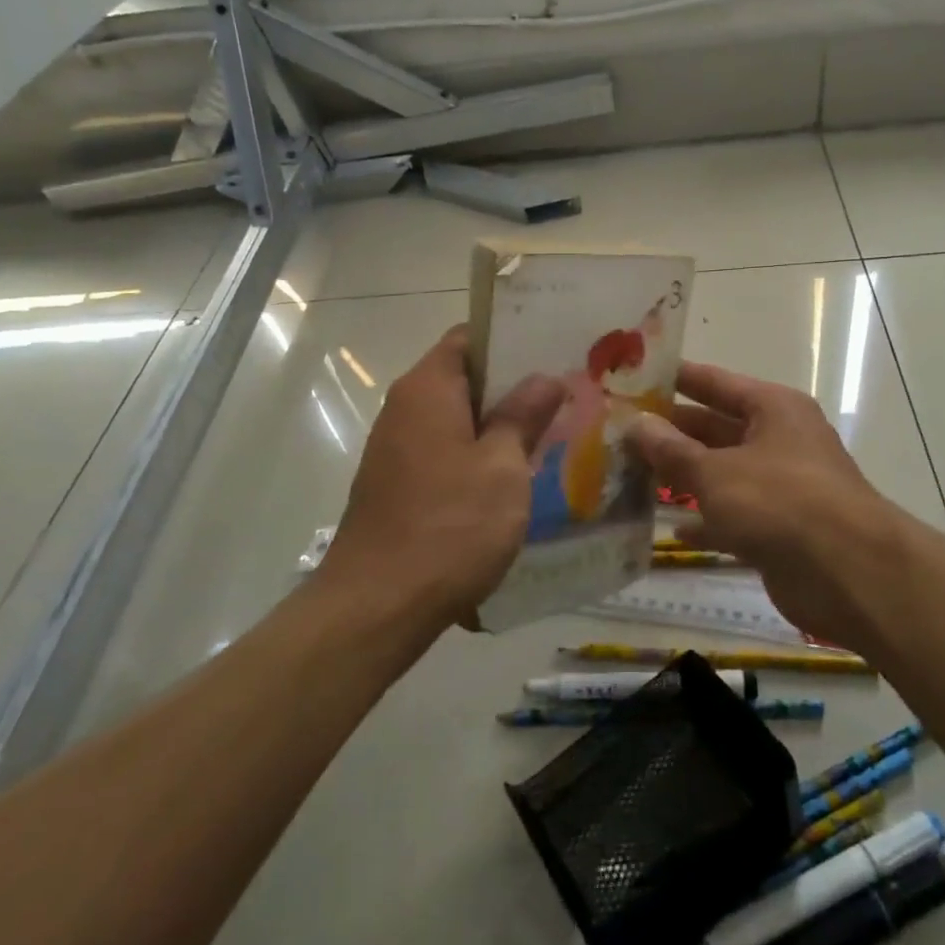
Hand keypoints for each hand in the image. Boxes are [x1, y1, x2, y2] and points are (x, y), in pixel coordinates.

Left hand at [317, 327, 564, 635]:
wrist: (377, 607)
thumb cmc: (449, 526)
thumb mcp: (502, 467)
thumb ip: (523, 416)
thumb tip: (544, 378)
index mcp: (427, 388)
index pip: (469, 337)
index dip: (511, 337)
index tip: (554, 348)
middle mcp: (405, 408)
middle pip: (464, 377)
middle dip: (513, 384)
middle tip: (567, 392)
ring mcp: (397, 448)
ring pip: (457, 418)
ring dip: (499, 423)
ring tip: (552, 431)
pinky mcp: (398, 485)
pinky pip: (446, 451)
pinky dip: (479, 454)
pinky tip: (515, 476)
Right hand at [627, 363, 920, 652]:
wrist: (848, 573)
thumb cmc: (780, 502)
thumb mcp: (717, 472)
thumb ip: (673, 450)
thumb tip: (637, 423)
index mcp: (773, 408)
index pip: (715, 382)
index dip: (676, 379)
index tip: (635, 377)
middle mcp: (779, 439)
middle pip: (716, 428)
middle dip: (672, 433)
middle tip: (620, 432)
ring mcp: (781, 485)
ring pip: (722, 472)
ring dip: (684, 476)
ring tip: (632, 475)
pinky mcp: (780, 527)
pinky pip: (734, 515)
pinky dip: (707, 520)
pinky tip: (673, 529)